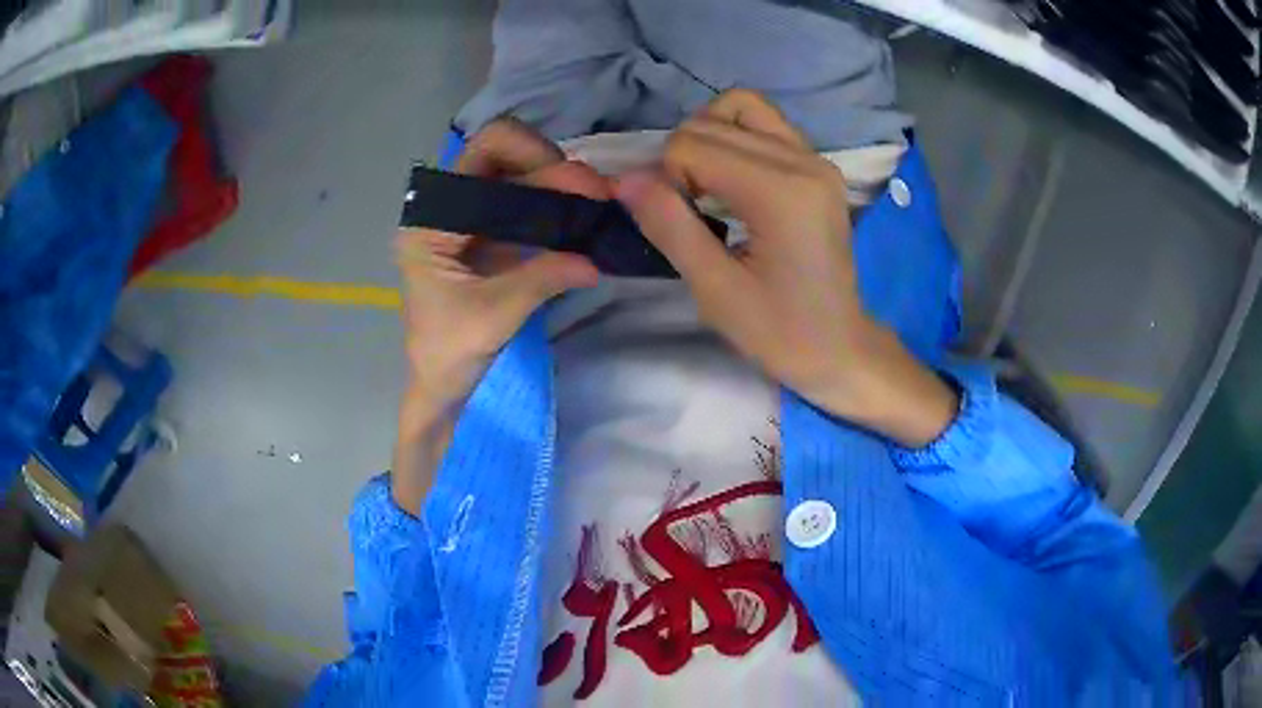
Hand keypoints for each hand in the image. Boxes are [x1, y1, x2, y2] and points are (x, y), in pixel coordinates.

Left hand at [392, 119, 603, 513]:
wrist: (442, 386)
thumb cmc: (451, 353)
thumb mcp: (496, 315)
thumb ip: (542, 278)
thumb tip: (595, 260)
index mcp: (430, 222)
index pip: (479, 158)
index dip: (530, 157)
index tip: (573, 183)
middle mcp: (444, 209)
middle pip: (498, 155)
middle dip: (546, 163)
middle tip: (588, 191)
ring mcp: (466, 220)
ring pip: (513, 175)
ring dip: (553, 181)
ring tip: (591, 201)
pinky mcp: (486, 235)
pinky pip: (521, 204)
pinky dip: (551, 204)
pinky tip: (578, 217)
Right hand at [615, 90, 956, 446]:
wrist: (840, 347)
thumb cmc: (779, 332)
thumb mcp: (715, 290)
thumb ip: (669, 226)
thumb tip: (624, 178)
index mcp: (781, 191)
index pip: (692, 145)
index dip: (667, 180)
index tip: (683, 226)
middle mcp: (803, 160)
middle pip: (711, 121)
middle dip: (683, 159)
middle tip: (692, 212)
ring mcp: (816, 158)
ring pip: (740, 107)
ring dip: (708, 139)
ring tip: (708, 187)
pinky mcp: (819, 165)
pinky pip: (764, 124)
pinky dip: (735, 139)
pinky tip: (733, 183)